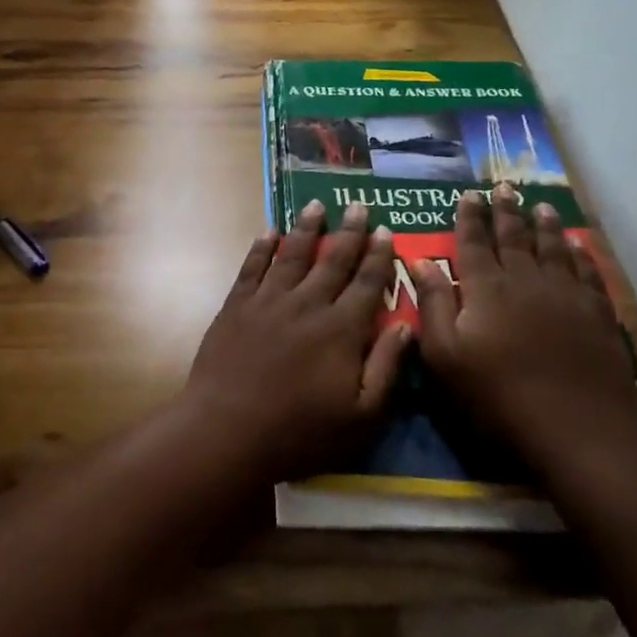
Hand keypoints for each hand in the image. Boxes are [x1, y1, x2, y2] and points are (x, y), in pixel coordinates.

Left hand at [182, 201, 410, 482]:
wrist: (228, 430)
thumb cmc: (301, 431)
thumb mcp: (362, 416)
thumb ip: (387, 367)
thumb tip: (407, 324)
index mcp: (341, 329)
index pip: (367, 283)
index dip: (379, 256)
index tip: (386, 230)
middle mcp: (307, 304)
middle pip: (333, 260)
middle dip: (349, 232)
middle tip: (358, 205)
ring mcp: (268, 301)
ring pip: (292, 254)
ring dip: (307, 228)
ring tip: (316, 205)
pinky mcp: (236, 306)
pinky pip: (252, 267)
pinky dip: (262, 247)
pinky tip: (269, 231)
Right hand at [415, 185, 636, 459]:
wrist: (579, 428)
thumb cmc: (499, 395)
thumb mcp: (446, 356)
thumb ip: (433, 305)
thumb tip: (420, 261)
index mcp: (486, 288)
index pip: (473, 242)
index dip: (469, 217)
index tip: (468, 195)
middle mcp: (525, 279)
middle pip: (514, 237)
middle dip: (506, 211)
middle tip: (503, 187)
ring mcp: (566, 294)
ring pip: (553, 248)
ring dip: (544, 225)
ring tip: (540, 206)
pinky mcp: (597, 314)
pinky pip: (587, 271)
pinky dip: (581, 254)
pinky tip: (579, 246)